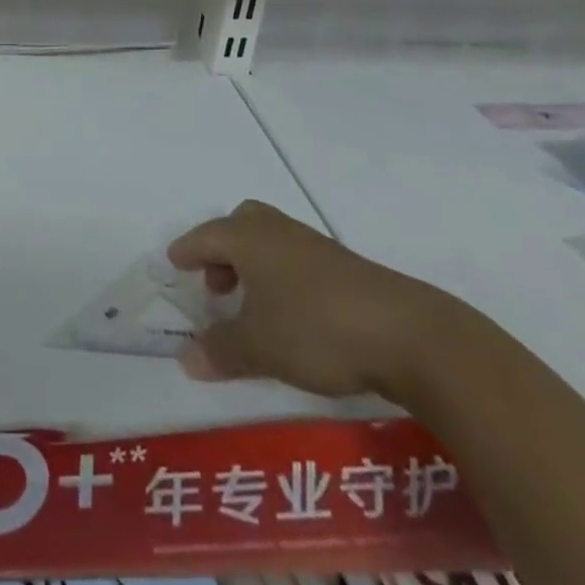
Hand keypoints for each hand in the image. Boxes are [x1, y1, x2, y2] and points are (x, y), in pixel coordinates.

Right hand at [167, 200, 457, 400]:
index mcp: (249, 238)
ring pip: (272, 241)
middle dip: (223, 250)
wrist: (410, 335)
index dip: (188, 250)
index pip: (206, 236)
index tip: (174, 262)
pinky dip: (284, 277)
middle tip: (216, 284)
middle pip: (241, 225)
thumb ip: (221, 351)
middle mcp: (278, 232)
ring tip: (253, 306)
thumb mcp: (260, 348)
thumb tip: (185, 359)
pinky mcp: (347, 269)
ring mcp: (315, 247)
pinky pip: (298, 260)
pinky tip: (293, 315)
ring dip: (254, 265)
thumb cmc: (317, 329)